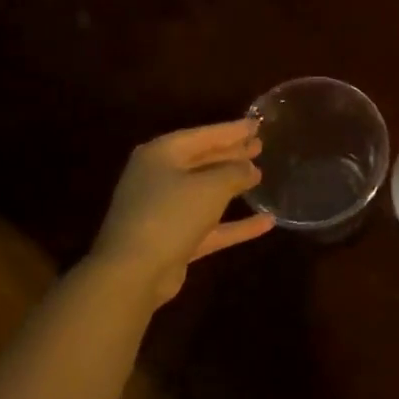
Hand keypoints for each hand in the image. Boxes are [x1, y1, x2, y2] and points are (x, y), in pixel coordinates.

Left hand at [90, 120, 273, 304]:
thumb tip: (250, 168)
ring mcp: (164, 211)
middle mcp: (159, 178)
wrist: (133, 274)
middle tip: (259, 146)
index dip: (231, 130)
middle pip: (201, 161)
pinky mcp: (172, 241)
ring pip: (204, 192)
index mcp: (161, 155)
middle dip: (231, 154)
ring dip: (231, 186)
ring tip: (260, 175)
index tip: (257, 124)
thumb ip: (234, 173)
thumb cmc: (170, 215)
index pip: (202, 135)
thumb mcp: (210, 187)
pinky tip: (266, 222)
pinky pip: (208, 225)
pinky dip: (234, 224)